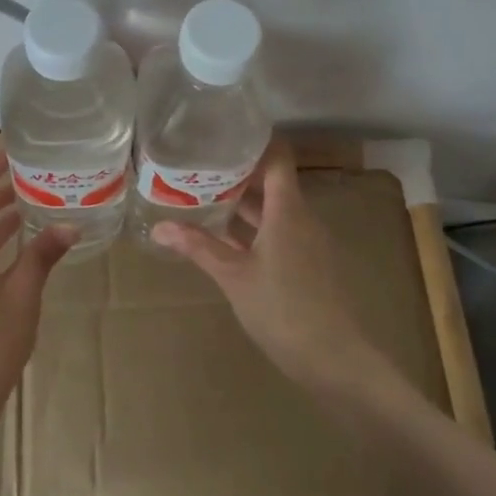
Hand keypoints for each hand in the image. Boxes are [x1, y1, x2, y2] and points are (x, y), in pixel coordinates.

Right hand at [154, 139, 387, 398]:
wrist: (336, 360)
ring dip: (244, 203)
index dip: (253, 142)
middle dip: (238, 174)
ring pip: (274, 209)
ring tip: (205, 196)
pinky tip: (226, 238)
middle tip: (199, 167)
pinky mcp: (309, 264)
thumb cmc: (283, 309)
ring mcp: (308, 242)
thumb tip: (159, 226)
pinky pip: (279, 232)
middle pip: (272, 181)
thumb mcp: (234, 276)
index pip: (276, 157)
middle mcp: (302, 217)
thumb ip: (199, 247)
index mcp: (288, 209)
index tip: (220, 135)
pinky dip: (254, 228)